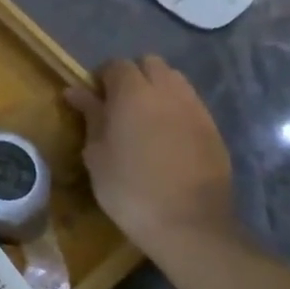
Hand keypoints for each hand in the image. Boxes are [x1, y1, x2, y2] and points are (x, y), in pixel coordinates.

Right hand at [65, 56, 236, 255]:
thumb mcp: (97, 153)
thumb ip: (91, 116)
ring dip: (157, 89)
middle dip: (133, 76)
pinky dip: (176, 109)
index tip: (94, 100)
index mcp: (133, 94)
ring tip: (144, 119)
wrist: (188, 224)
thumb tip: (76, 91)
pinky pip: (191, 104)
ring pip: (175, 80)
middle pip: (151, 64)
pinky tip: (166, 137)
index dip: (102, 78)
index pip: (116, 65)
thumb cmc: (129, 188)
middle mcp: (168, 92)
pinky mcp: (213, 129)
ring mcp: (196, 109)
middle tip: (119, 105)